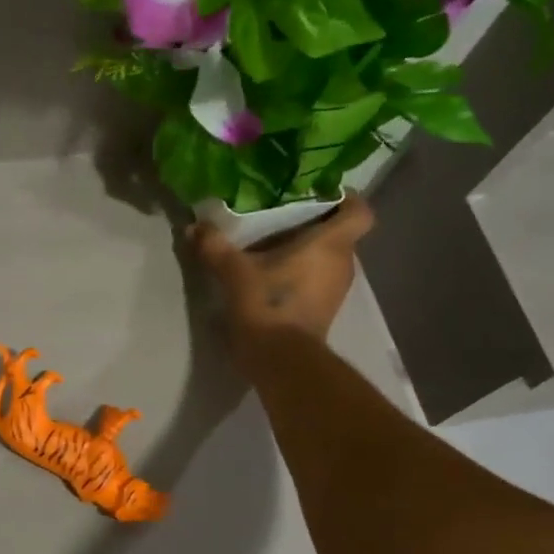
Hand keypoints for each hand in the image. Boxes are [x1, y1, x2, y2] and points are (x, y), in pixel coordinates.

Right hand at [191, 195, 375, 347]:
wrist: (281, 361)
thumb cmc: (268, 305)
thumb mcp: (234, 271)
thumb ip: (215, 246)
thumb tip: (194, 226)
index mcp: (331, 244)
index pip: (360, 211)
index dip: (346, 198)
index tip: (319, 192)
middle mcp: (343, 263)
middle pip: (340, 233)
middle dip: (315, 222)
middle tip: (282, 213)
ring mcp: (336, 290)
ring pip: (328, 257)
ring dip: (307, 250)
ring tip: (272, 242)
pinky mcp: (324, 309)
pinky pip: (318, 279)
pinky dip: (302, 272)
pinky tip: (272, 272)